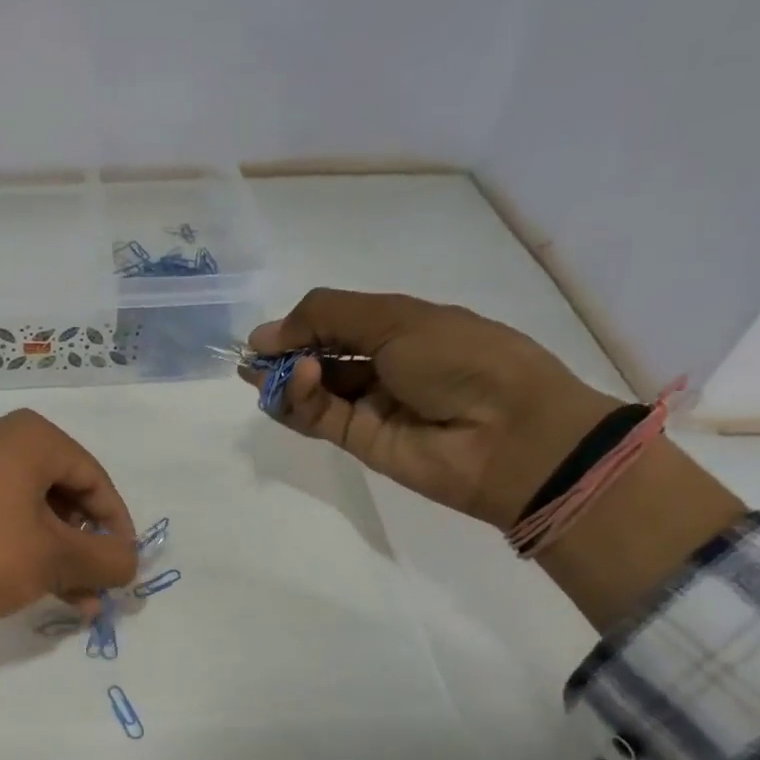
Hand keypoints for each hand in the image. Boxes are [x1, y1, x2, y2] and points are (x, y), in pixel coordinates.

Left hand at [0, 410, 138, 644]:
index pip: (93, 477)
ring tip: (80, 601)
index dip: (116, 525)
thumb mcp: (55, 559)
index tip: (125, 565)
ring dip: (61, 556)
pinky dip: (27, 551)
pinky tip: (46, 592)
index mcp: (27, 437)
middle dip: (87, 545)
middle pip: (64, 493)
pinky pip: (3, 520)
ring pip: (33, 511)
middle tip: (100, 584)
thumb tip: (131, 563)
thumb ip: (106, 559)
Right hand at [245, 290, 620, 528]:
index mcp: (402, 327)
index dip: (300, 325)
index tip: (266, 334)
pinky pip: (317, 418)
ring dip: (287, 378)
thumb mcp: (396, 318)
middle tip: (253, 357)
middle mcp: (383, 364)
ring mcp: (370, 405)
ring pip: (313, 390)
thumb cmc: (463, 358)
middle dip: (285, 353)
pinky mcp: (358, 441)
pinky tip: (295, 383)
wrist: (506, 433)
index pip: (337, 321)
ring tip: (266, 371)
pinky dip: (299, 401)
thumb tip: (264, 335)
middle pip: (320, 356)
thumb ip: (327, 317)